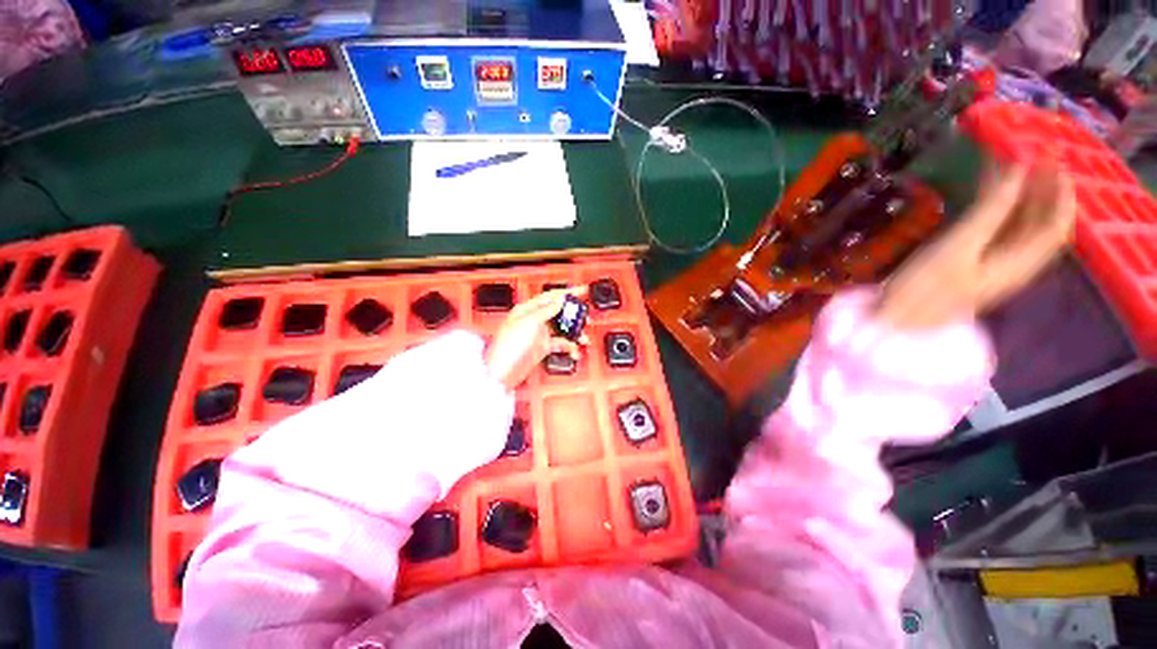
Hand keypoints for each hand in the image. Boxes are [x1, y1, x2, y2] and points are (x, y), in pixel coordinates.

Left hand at [485, 288, 588, 391]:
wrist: (502, 372)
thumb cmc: (508, 346)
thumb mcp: (529, 322)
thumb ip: (546, 310)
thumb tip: (560, 299)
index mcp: (528, 309)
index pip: (552, 296)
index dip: (568, 292)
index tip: (583, 291)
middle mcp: (534, 320)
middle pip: (559, 312)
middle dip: (574, 314)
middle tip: (586, 317)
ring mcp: (539, 334)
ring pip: (562, 328)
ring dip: (574, 332)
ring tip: (584, 337)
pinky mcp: (542, 348)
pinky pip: (560, 344)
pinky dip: (569, 347)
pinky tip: (574, 351)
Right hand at [877, 163, 1075, 329]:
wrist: (895, 322)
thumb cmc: (925, 288)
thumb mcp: (958, 247)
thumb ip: (991, 211)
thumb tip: (1017, 170)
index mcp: (1019, 262)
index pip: (1056, 226)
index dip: (1061, 194)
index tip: (1052, 162)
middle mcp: (1014, 263)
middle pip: (1039, 224)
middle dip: (1039, 190)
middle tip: (1028, 157)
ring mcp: (992, 264)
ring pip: (1018, 226)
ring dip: (1017, 197)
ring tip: (1005, 168)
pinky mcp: (971, 264)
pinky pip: (996, 232)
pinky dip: (996, 210)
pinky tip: (985, 195)